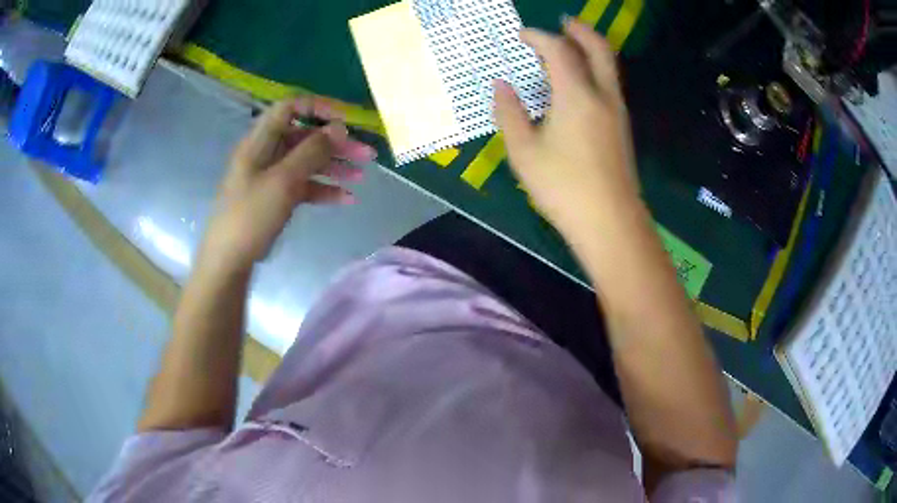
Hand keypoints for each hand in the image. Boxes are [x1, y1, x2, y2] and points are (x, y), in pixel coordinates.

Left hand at [200, 97, 376, 271]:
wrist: (229, 260)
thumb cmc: (251, 215)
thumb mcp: (283, 180)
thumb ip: (312, 151)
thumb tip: (339, 127)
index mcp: (260, 141)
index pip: (289, 108)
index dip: (317, 107)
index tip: (345, 120)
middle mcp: (266, 154)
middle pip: (304, 137)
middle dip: (336, 144)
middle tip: (366, 154)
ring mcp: (271, 177)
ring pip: (307, 163)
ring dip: (334, 167)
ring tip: (362, 176)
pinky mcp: (276, 198)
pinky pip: (303, 186)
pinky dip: (323, 189)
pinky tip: (346, 199)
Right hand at [494, 18, 640, 242]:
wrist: (610, 223)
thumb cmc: (563, 187)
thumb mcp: (523, 152)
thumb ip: (509, 113)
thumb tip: (501, 85)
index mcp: (577, 96)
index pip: (559, 50)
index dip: (538, 37)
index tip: (522, 35)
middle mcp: (603, 96)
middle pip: (598, 49)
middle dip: (580, 30)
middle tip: (563, 21)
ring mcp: (617, 112)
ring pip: (608, 67)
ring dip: (590, 48)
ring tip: (569, 45)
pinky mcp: (622, 128)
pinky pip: (609, 84)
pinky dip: (594, 69)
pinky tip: (578, 81)